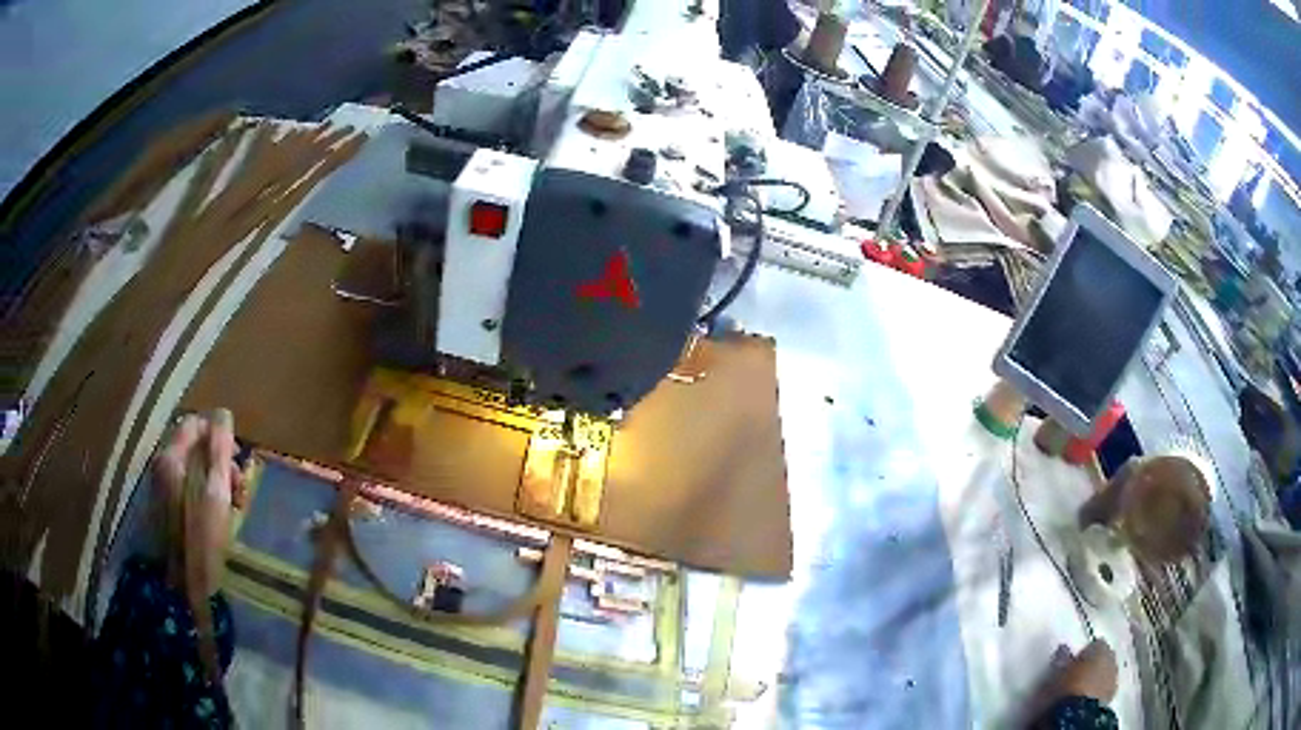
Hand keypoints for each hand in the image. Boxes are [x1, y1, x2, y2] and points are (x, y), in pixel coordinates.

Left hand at [153, 409, 245, 596]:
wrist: (180, 587)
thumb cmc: (200, 538)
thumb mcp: (216, 495)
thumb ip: (220, 454)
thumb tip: (224, 415)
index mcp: (171, 458)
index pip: (194, 425)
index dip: (218, 435)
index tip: (238, 459)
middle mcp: (163, 467)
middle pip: (194, 448)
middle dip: (220, 463)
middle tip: (240, 490)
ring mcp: (162, 490)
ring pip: (193, 471)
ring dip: (216, 482)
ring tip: (234, 508)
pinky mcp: (166, 511)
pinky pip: (188, 489)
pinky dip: (205, 497)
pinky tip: (219, 519)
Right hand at [1023, 638, 1118, 724]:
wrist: (1076, 716)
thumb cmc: (1065, 690)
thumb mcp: (1056, 674)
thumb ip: (1062, 659)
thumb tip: (1063, 649)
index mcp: (1100, 647)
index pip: (1094, 644)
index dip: (1083, 654)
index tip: (1072, 664)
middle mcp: (1111, 658)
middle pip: (1103, 658)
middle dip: (1093, 666)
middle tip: (1076, 677)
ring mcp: (1114, 677)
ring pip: (1105, 674)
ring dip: (1096, 680)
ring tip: (1080, 691)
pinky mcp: (1112, 695)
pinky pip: (1105, 688)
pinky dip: (1097, 692)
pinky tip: (1085, 700)